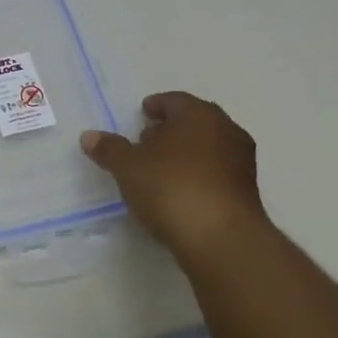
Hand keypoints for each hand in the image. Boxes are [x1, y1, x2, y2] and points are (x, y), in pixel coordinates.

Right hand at [80, 93, 267, 257]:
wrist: (220, 238)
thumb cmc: (171, 187)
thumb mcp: (128, 167)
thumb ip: (109, 149)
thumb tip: (89, 136)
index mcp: (198, 114)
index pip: (175, 100)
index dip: (156, 106)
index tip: (142, 114)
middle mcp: (226, 130)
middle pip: (195, 121)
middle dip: (172, 128)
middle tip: (148, 139)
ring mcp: (241, 161)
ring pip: (209, 146)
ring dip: (187, 152)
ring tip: (161, 168)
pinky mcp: (247, 191)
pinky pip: (217, 172)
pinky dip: (199, 174)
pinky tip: (180, 190)